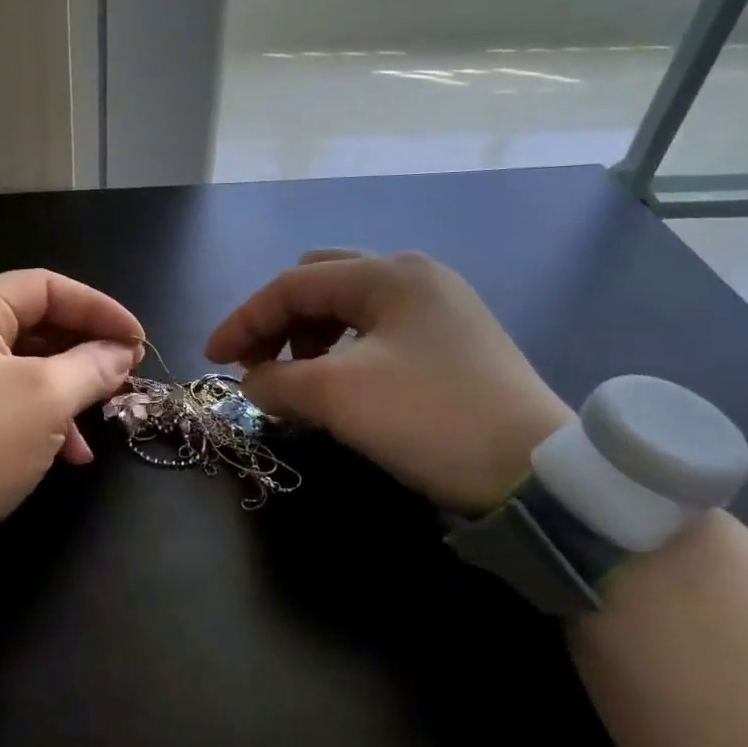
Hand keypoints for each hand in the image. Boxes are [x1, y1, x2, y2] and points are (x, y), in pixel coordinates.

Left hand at [0, 269, 143, 572]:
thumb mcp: (45, 400)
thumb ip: (92, 366)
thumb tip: (122, 352)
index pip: (43, 286)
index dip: (98, 308)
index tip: (138, 340)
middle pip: (33, 325)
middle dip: (84, 352)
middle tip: (125, 376)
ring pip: (22, 368)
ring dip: (67, 391)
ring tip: (102, 419)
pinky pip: (2, 401)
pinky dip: (39, 419)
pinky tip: (70, 455)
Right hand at [206, 250, 572, 513]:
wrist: (536, 473)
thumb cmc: (428, 417)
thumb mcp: (337, 396)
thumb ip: (276, 380)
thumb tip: (250, 382)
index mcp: (388, 273)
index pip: (292, 285)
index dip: (243, 319)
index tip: (212, 357)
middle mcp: (415, 277)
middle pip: (320, 285)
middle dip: (279, 323)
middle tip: (258, 364)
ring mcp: (439, 308)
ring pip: (349, 309)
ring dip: (309, 339)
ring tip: (298, 381)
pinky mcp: (453, 342)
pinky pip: (377, 333)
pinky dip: (343, 353)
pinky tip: (339, 386)